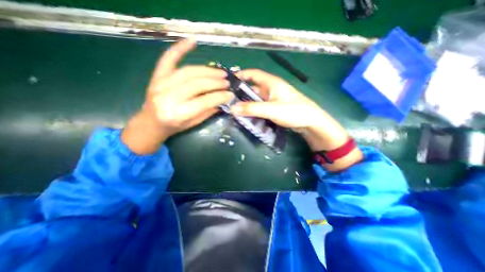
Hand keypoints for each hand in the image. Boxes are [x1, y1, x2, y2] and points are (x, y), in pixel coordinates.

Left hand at [122, 38, 233, 153]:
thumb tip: (224, 99)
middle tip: (227, 82)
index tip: (230, 94)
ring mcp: (160, 84)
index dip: (219, 96)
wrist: (151, 122)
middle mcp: (168, 97)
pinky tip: (192, 41)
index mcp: (177, 114)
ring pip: (189, 72)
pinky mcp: (157, 76)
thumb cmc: (174, 126)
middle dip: (216, 82)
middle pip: (197, 84)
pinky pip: (168, 58)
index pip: (203, 101)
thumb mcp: (194, 123)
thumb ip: (208, 111)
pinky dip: (180, 48)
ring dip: (208, 71)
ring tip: (221, 73)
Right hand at [230, 69, 360, 169]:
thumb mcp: (271, 109)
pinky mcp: (275, 108)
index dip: (241, 75)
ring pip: (256, 99)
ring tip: (235, 110)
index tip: (228, 82)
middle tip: (229, 101)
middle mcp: (271, 89)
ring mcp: (273, 99)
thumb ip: (252, 109)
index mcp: (272, 83)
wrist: (311, 122)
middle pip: (253, 88)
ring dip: (247, 104)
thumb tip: (232, 108)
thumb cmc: (294, 111)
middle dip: (241, 94)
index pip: (253, 74)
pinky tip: (247, 116)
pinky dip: (254, 110)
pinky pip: (261, 107)